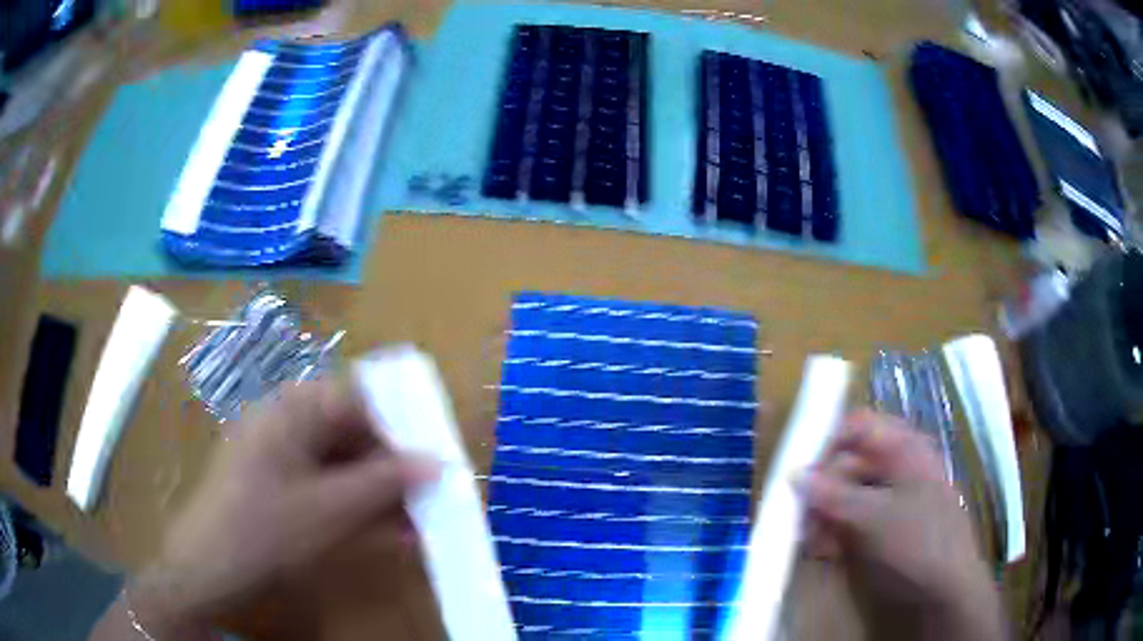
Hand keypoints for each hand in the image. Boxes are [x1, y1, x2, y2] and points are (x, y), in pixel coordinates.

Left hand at [127, 380, 437, 636]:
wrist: (209, 571)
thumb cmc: (263, 528)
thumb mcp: (329, 508)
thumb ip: (384, 483)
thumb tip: (438, 463)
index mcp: (292, 409)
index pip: (359, 396)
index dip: (401, 421)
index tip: (437, 452)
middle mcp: (288, 424)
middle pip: (354, 433)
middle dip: (396, 466)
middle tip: (435, 495)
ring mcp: (284, 459)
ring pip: (346, 465)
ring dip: (383, 493)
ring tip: (423, 522)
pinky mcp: (283, 489)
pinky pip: (331, 489)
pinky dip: (360, 508)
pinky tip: (392, 535)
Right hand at [802, 410, 1005, 639]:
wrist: (945, 589)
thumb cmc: (917, 541)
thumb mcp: (873, 518)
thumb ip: (833, 495)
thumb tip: (794, 475)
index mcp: (903, 448)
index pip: (858, 426)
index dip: (827, 442)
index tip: (800, 473)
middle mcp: (897, 466)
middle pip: (848, 462)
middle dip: (821, 491)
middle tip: (799, 520)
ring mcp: (891, 496)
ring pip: (846, 494)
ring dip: (824, 516)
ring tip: (812, 543)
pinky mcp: (885, 524)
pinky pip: (851, 518)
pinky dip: (835, 532)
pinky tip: (825, 551)